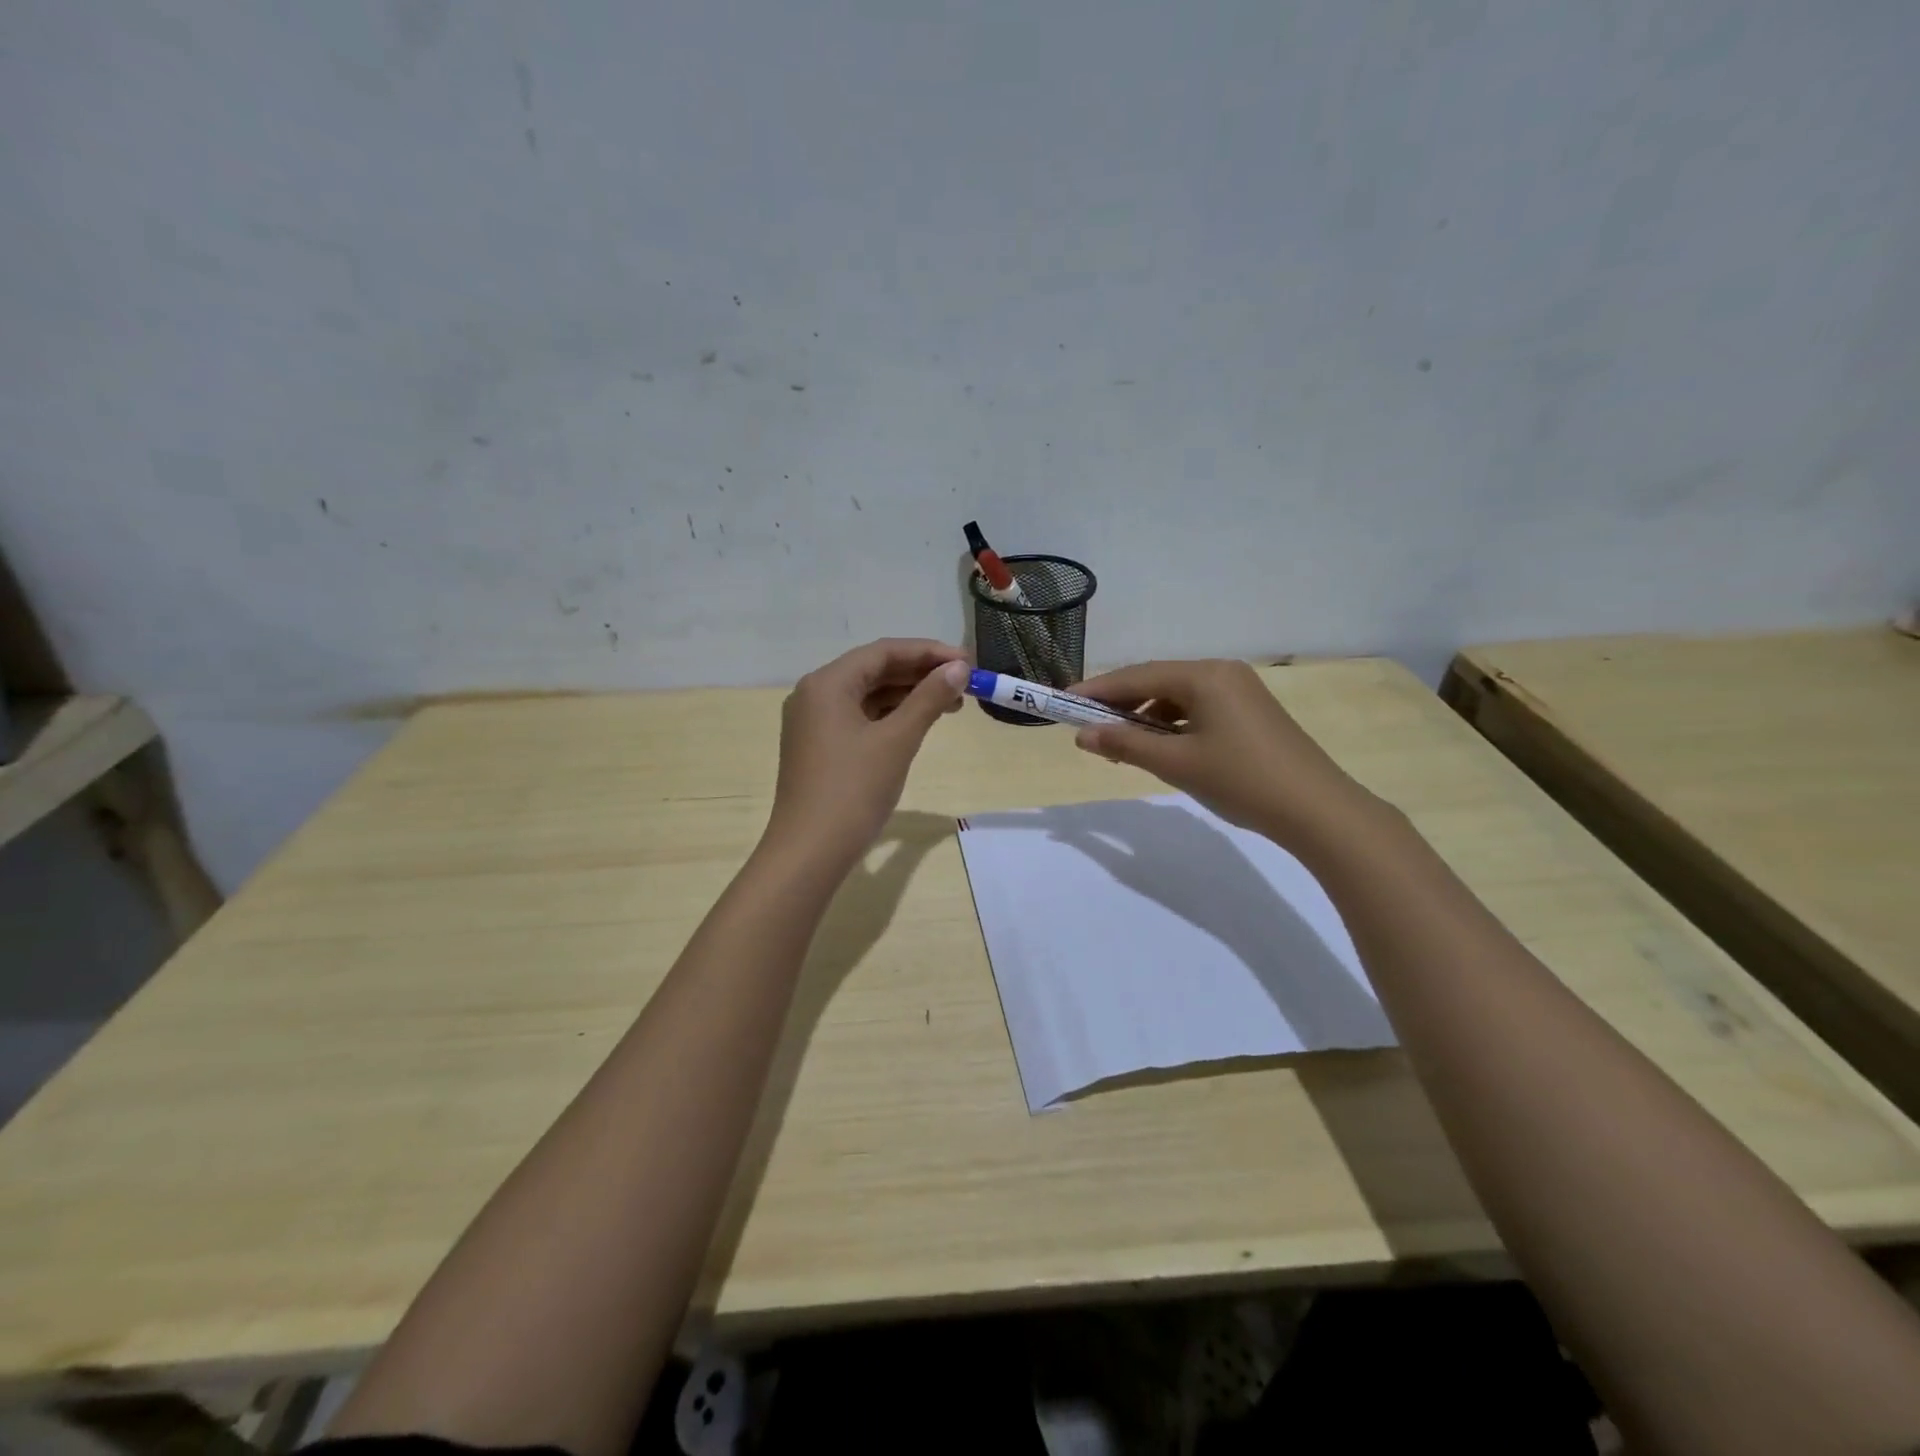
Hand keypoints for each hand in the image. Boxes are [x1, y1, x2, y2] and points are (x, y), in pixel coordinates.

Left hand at [764, 639, 969, 871]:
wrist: (810, 852)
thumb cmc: (853, 791)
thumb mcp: (897, 740)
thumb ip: (928, 699)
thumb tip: (958, 669)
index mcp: (827, 683)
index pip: (883, 652)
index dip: (928, 652)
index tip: (968, 662)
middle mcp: (815, 694)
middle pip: (874, 670)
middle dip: (920, 674)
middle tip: (964, 683)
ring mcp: (814, 722)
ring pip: (868, 695)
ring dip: (909, 695)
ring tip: (951, 705)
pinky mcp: (819, 747)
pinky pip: (860, 717)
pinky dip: (891, 716)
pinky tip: (918, 724)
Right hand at [1071, 659, 1375, 846]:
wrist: (1317, 810)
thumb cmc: (1241, 781)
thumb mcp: (1176, 764)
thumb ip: (1125, 746)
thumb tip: (1082, 737)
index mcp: (1204, 676)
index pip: (1137, 676)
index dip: (1097, 690)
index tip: (1062, 703)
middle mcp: (1222, 672)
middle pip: (1157, 681)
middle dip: (1120, 704)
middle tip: (1087, 726)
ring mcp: (1240, 690)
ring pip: (1177, 696)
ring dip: (1146, 716)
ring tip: (1122, 745)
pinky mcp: (1250, 711)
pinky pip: (1198, 708)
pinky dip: (1173, 724)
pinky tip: (1162, 747)